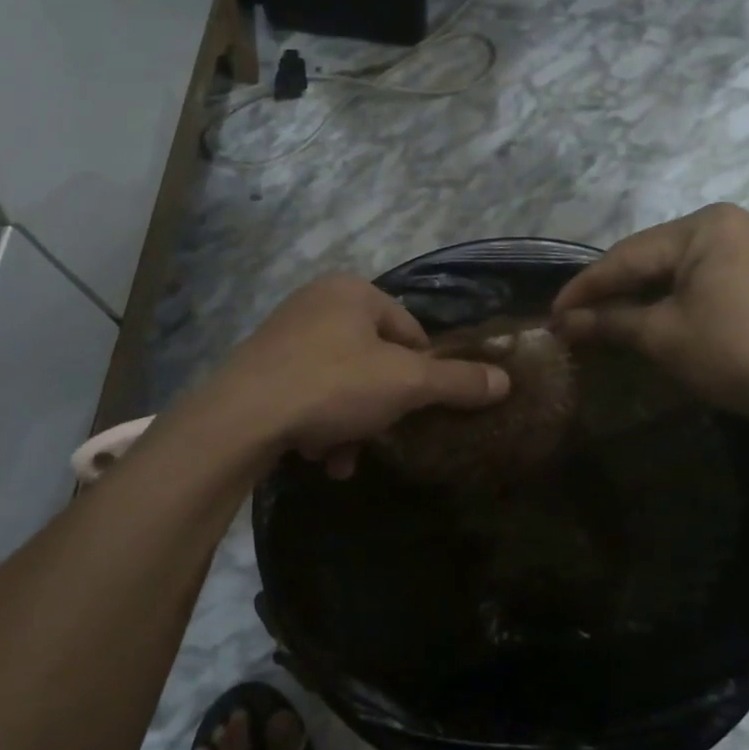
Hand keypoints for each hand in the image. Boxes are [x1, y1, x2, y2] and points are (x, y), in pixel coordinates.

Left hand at [211, 276, 510, 474]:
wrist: (242, 416)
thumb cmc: (333, 385)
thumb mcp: (406, 384)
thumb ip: (457, 381)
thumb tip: (506, 380)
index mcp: (353, 291)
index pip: (410, 331)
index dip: (423, 373)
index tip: (419, 408)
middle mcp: (316, 302)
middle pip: (373, 361)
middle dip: (379, 408)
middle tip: (379, 436)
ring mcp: (284, 335)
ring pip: (340, 383)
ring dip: (350, 425)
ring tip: (341, 458)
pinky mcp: (261, 368)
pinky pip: (307, 394)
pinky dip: (318, 424)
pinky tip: (317, 456)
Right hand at [550, 205, 748, 424]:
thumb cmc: (732, 351)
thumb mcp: (662, 335)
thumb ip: (608, 321)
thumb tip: (562, 323)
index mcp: (705, 226)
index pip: (628, 255)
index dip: (585, 287)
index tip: (552, 312)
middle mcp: (728, 225)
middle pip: (650, 258)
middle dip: (610, 291)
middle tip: (571, 318)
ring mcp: (748, 249)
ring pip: (673, 270)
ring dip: (636, 297)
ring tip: (598, 320)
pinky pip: (697, 280)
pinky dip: (666, 300)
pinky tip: (642, 318)